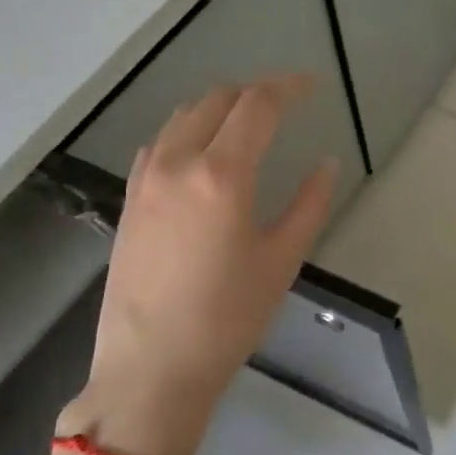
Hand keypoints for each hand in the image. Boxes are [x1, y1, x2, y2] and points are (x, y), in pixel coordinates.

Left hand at [58, 75, 337, 454]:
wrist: (151, 369)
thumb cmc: (228, 318)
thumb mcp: (282, 260)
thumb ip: (309, 203)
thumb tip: (326, 163)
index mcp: (221, 174)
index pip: (257, 105)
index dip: (288, 87)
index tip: (311, 86)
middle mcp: (177, 163)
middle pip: (217, 100)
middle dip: (254, 92)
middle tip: (285, 104)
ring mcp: (146, 180)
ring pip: (182, 117)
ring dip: (218, 108)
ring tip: (247, 123)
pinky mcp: (129, 200)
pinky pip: (159, 143)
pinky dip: (187, 131)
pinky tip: (201, 153)